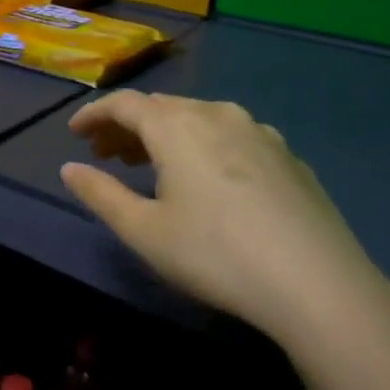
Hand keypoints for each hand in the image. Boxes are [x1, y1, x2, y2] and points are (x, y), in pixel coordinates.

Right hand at [60, 92, 389, 349]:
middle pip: (162, 108)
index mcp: (177, 127)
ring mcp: (260, 133)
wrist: (318, 285)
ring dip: (165, 135)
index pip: (125, 104)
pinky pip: (231, 136)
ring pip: (198, 118)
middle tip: (105, 154)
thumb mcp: (143, 231)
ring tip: (149, 165)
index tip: (75, 133)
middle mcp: (218, 115)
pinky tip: (206, 180)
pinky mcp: (288, 156)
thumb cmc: (215, 255)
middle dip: (127, 126)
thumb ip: (100, 194)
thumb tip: (70, 169)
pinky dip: (202, 146)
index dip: (94, 114)